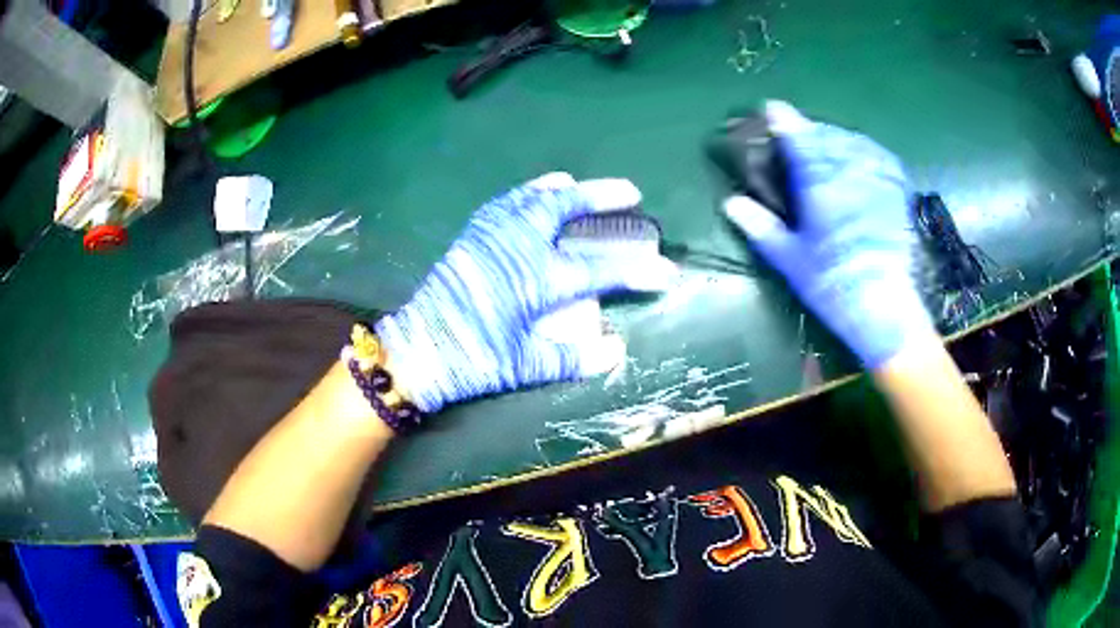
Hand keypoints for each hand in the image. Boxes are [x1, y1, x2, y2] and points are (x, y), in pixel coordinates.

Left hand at [376, 173, 678, 412]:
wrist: (416, 351)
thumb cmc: (471, 360)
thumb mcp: (524, 366)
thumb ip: (572, 358)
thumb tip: (615, 350)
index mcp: (535, 280)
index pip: (599, 270)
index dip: (637, 270)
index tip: (667, 272)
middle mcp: (516, 247)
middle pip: (565, 208)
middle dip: (602, 196)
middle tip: (631, 192)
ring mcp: (491, 236)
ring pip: (533, 197)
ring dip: (564, 189)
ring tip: (581, 184)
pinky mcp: (472, 237)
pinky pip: (504, 203)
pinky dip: (526, 194)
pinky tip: (533, 194)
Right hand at [723, 101, 932, 367]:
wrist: (887, 311)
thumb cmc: (834, 286)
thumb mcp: (791, 261)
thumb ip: (762, 227)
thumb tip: (731, 202)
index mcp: (820, 186)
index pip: (799, 139)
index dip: (784, 120)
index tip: (772, 107)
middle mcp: (850, 174)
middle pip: (827, 135)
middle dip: (810, 128)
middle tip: (797, 130)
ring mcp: (876, 181)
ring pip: (853, 142)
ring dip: (835, 135)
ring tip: (825, 139)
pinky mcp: (896, 195)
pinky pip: (879, 157)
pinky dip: (864, 149)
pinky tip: (860, 153)